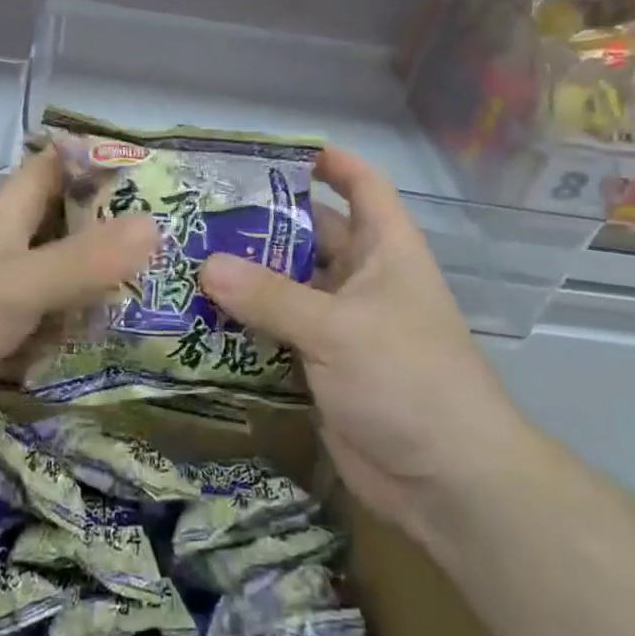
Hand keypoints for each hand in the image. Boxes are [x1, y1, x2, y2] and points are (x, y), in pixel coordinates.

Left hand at [0, 146, 157, 447]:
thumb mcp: (19, 284)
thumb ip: (84, 259)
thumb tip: (154, 227)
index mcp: (9, 212)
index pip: (60, 166)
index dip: (103, 162)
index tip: (158, 175)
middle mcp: (7, 243)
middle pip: (67, 221)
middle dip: (115, 228)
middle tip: (176, 242)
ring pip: (60, 272)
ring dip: (100, 280)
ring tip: (161, 291)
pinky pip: (46, 319)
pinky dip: (76, 325)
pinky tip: (115, 341)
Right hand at [200, 146, 527, 549]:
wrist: (448, 483)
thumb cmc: (406, 379)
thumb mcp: (337, 328)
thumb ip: (269, 296)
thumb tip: (205, 265)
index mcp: (385, 249)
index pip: (362, 186)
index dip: (329, 162)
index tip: (275, 152)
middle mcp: (363, 279)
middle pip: (310, 235)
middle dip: (262, 222)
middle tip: (201, 210)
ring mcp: (341, 325)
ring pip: (287, 287)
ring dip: (246, 278)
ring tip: (186, 258)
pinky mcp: (321, 367)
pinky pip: (277, 333)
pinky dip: (245, 326)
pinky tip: (198, 317)